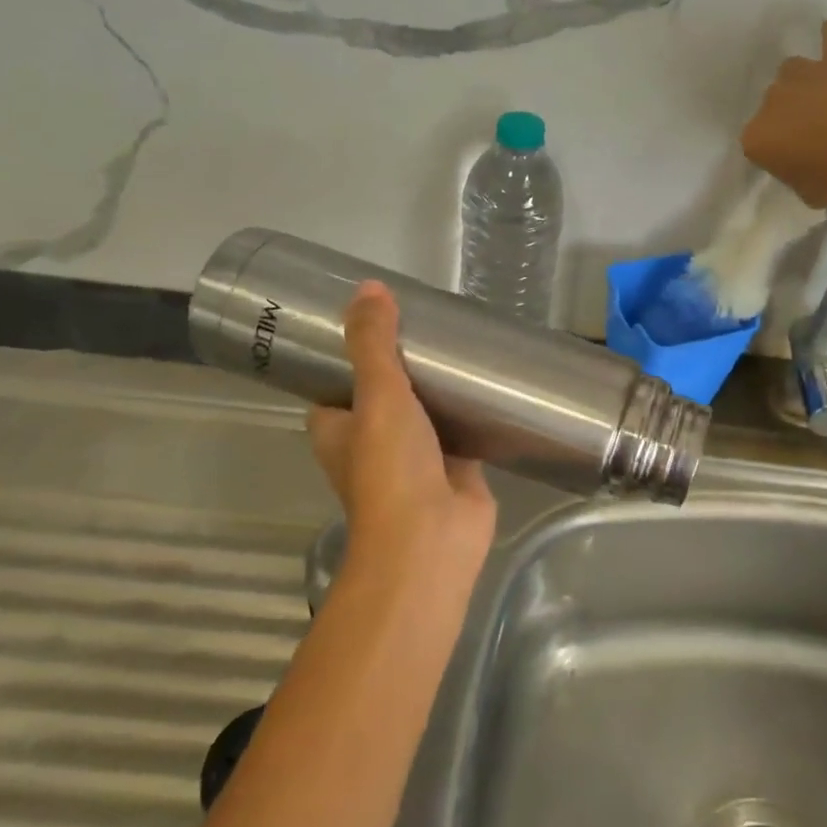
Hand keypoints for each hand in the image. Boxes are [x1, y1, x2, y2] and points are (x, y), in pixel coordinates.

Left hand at [306, 282, 496, 589]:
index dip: (349, 353)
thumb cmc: (390, 469)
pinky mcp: (455, 466)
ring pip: (425, 411)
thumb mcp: (377, 394)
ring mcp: (415, 457)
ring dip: (438, 386)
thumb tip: (369, 287)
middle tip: (426, 322)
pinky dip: (472, 409)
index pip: (335, 383)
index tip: (374, 320)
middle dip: (403, 364)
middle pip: (385, 393)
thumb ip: (373, 343)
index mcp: (337, 429)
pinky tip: (491, 381)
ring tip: (459, 342)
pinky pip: (462, 428)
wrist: (432, 539)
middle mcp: (371, 443)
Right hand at [740, 15, 826, 207]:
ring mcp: (804, 71)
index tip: (799, 162)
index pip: (759, 144)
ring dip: (807, 82)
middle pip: (775, 104)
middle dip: (792, 116)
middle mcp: (771, 100)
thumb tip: (806, 168)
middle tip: (819, 133)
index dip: (780, 153)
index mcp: (757, 138)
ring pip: (794, 70)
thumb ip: (799, 177)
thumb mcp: (811, 194)